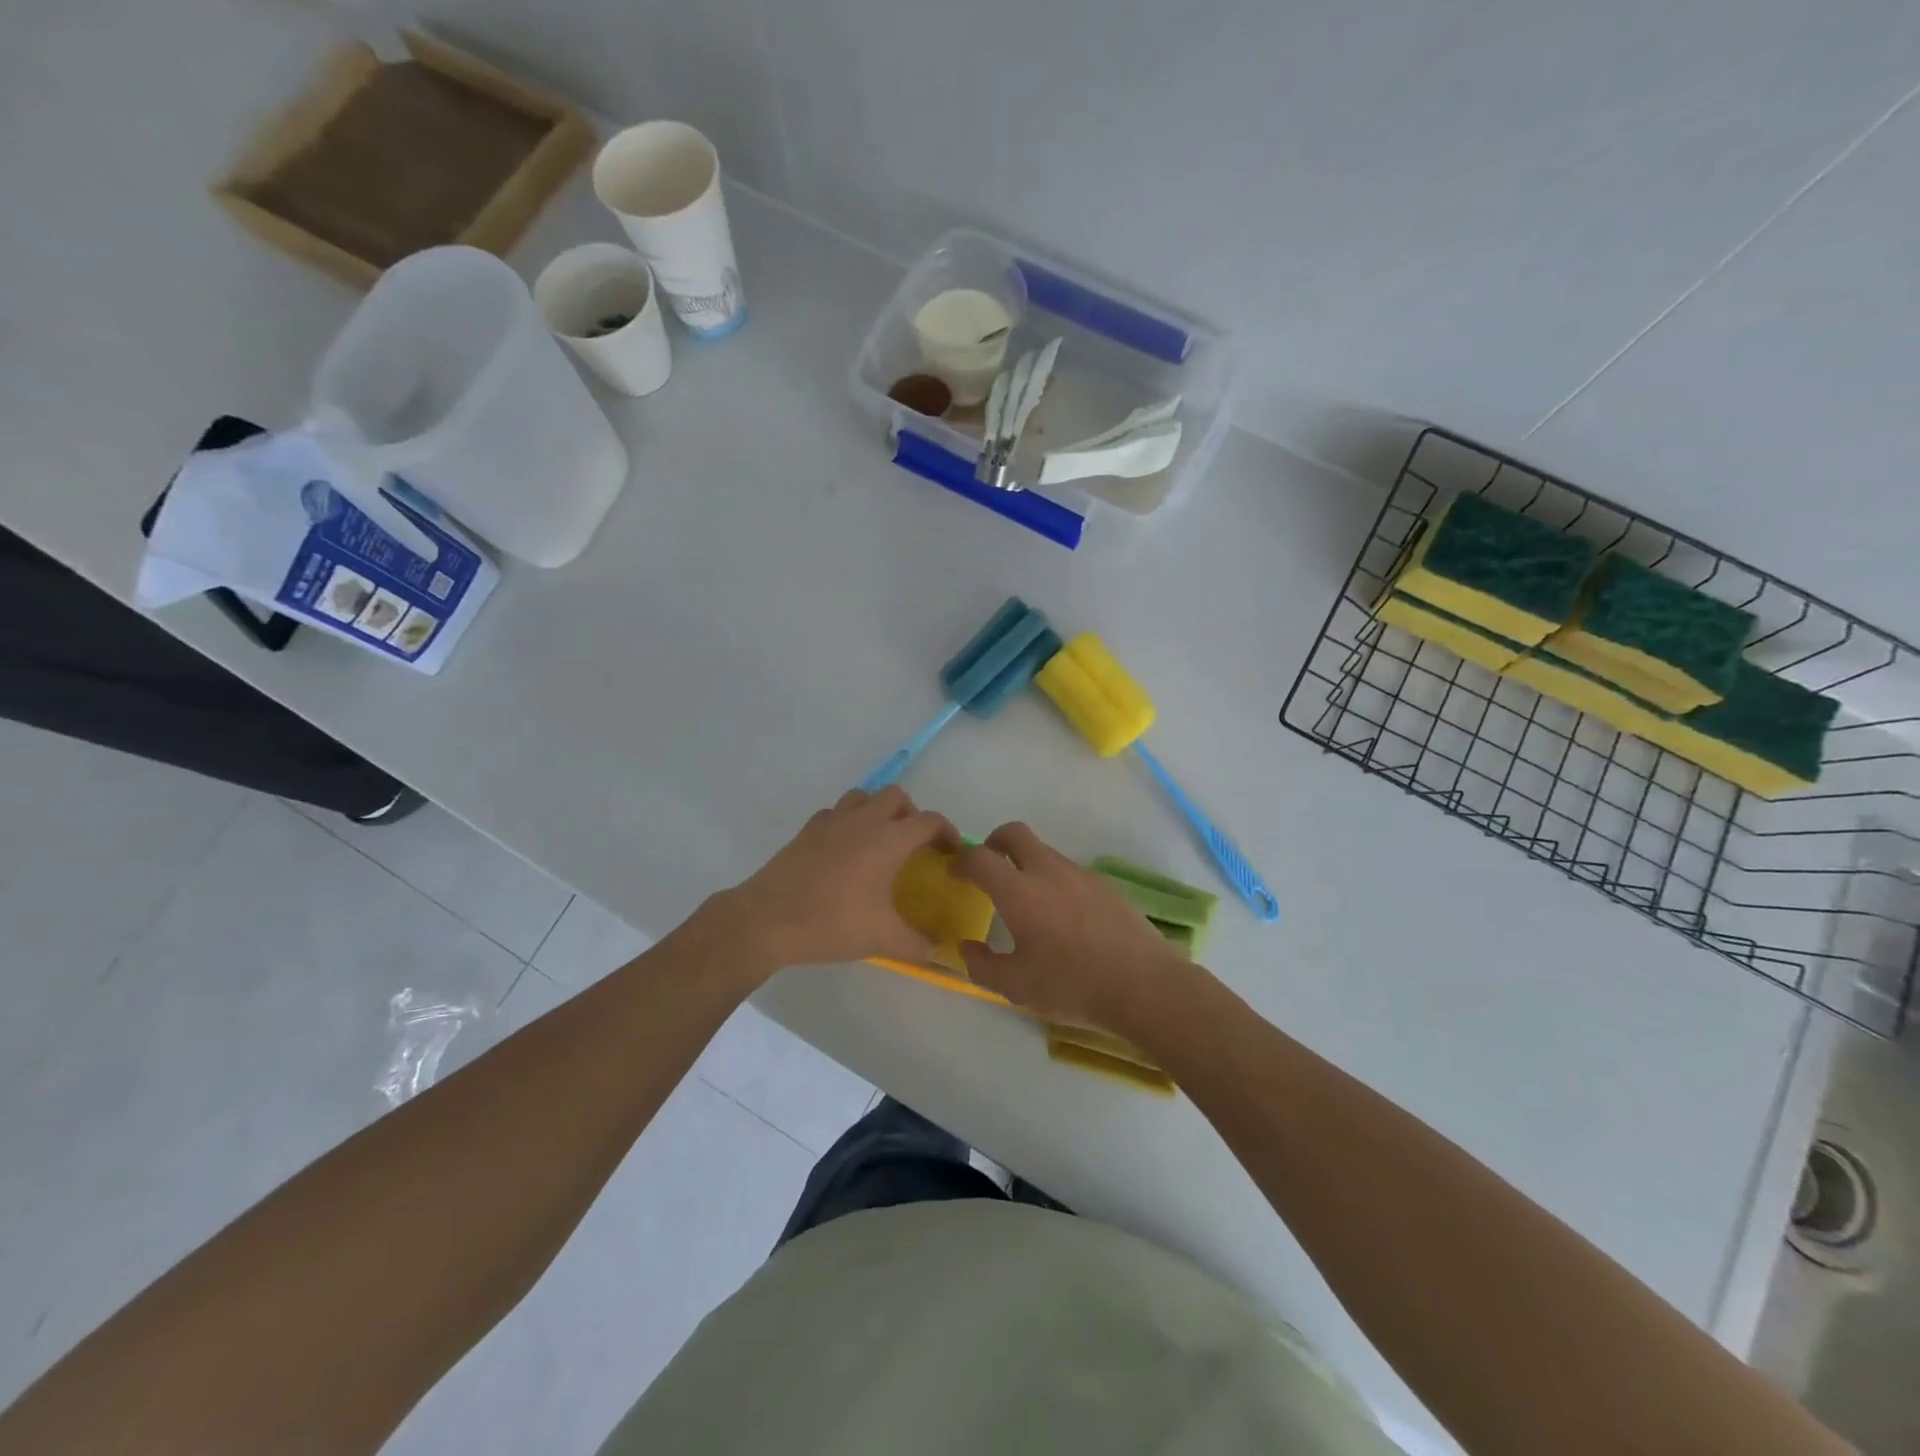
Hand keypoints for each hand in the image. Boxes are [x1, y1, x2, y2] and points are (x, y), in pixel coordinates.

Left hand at [717, 786, 957, 977]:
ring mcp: (831, 822)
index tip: (952, 851)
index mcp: (888, 839)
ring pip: (863, 797)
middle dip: (912, 814)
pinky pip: (836, 813)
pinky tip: (845, 851)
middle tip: (914, 845)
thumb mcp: (882, 939)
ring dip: (878, 811)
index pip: (929, 821)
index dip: (947, 832)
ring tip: (880, 842)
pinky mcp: (807, 831)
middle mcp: (863, 820)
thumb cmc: (831, 924)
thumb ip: (918, 945)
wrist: (766, 921)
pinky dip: (848, 822)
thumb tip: (942, 952)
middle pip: (896, 796)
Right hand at [953, 823, 1197, 1040]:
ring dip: (1026, 864)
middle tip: (988, 869)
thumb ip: (983, 965)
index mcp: (1020, 892)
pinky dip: (1054, 880)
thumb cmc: (1074, 986)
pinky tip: (1062, 916)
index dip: (962, 861)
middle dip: (993, 843)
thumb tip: (967, 948)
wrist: (1145, 986)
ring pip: (1043, 852)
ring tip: (1026, 902)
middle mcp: (1048, 871)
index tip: (956, 874)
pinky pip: (1068, 870)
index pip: (980, 857)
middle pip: (1014, 834)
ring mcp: (1080, 874)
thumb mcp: (1017, 987)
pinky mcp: (1105, 884)